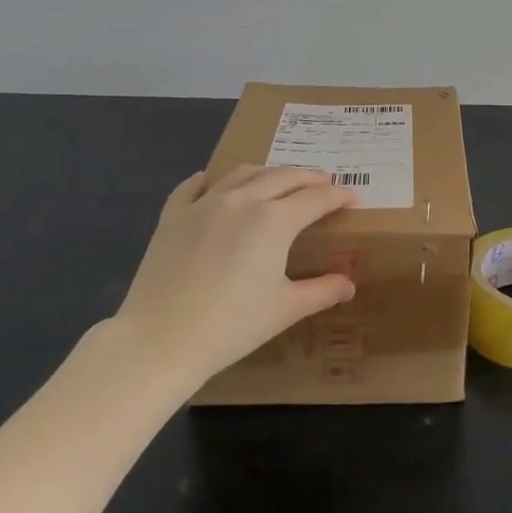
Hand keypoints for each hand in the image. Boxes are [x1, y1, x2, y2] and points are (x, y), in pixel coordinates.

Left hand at [110, 164, 357, 383]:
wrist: (160, 339)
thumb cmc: (231, 325)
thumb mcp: (285, 310)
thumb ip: (321, 291)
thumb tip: (348, 285)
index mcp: (275, 219)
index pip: (316, 198)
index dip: (338, 196)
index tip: (351, 198)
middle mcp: (243, 199)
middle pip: (284, 176)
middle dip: (309, 177)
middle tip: (324, 184)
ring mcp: (205, 203)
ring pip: (243, 173)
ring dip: (268, 172)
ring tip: (277, 181)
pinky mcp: (173, 215)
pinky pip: (194, 186)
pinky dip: (210, 180)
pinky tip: (213, 183)